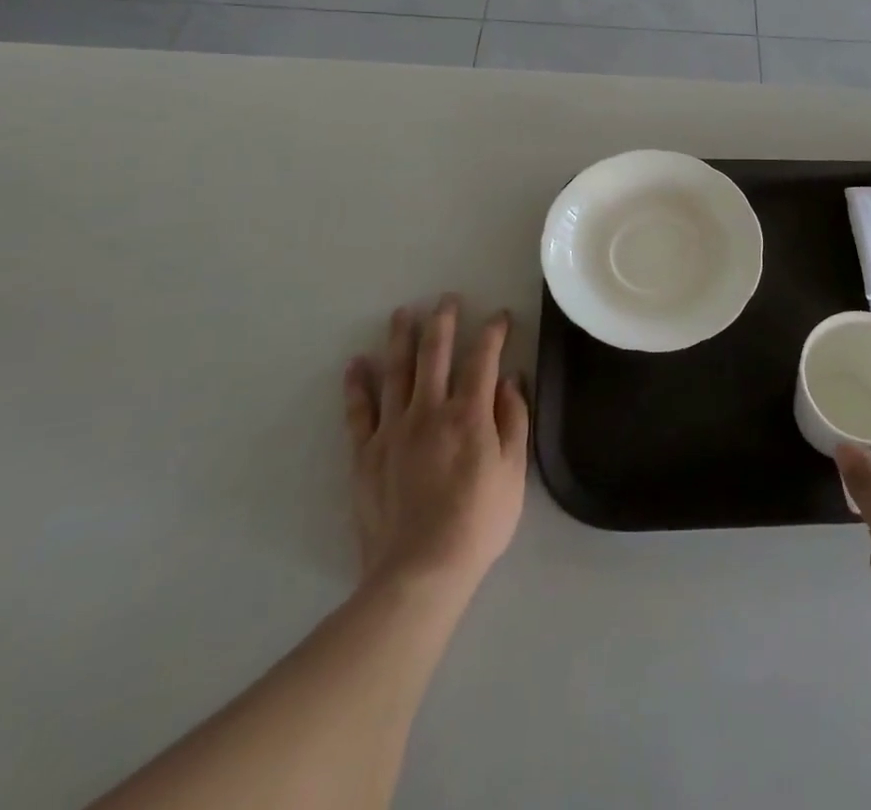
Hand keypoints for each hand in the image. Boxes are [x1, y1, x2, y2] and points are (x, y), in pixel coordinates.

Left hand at [342, 294, 528, 596]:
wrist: (420, 571)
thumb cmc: (478, 522)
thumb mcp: (514, 472)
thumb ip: (513, 420)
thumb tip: (509, 380)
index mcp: (469, 414)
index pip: (483, 359)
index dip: (492, 333)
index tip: (499, 317)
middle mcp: (429, 411)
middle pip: (435, 354)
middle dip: (443, 321)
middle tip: (446, 299)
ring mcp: (393, 430)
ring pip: (396, 372)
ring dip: (400, 339)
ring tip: (403, 313)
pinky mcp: (366, 454)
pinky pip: (359, 411)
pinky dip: (358, 385)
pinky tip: (357, 363)